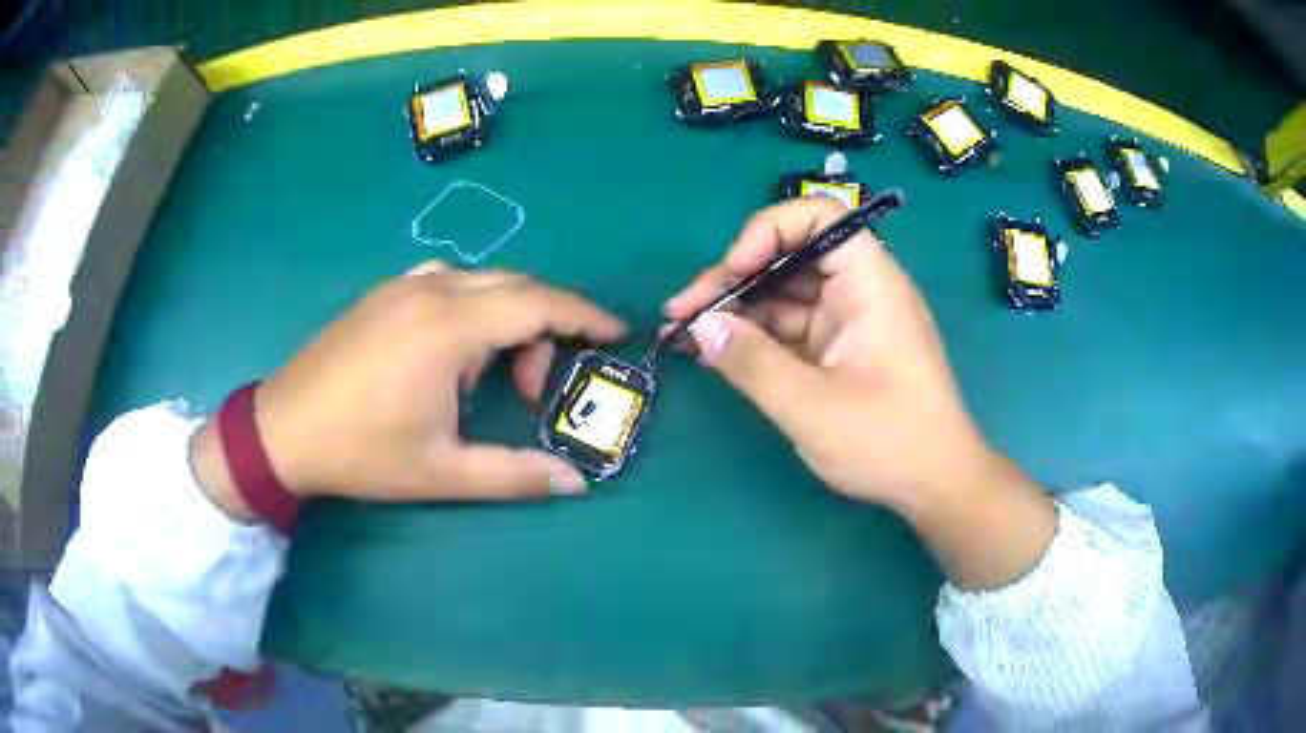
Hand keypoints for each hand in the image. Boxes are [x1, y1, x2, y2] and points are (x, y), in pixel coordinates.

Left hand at [194, 261, 625, 517]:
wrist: (283, 430)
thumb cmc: (362, 452)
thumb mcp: (443, 472)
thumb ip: (516, 475)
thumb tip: (576, 482)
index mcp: (449, 328)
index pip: (539, 303)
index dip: (585, 315)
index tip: (616, 332)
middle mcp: (431, 290)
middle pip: (516, 286)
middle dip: (546, 326)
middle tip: (538, 386)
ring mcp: (402, 285)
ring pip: (482, 281)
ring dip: (507, 317)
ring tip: (492, 374)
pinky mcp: (383, 292)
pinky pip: (448, 282)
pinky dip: (473, 307)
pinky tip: (455, 349)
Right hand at [666, 197, 1055, 588]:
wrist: (937, 486)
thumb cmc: (889, 443)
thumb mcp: (813, 408)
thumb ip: (752, 363)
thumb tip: (700, 325)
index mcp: (870, 283)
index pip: (820, 217)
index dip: (770, 230)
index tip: (734, 270)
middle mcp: (859, 291)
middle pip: (790, 256)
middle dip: (733, 278)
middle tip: (680, 313)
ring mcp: (848, 322)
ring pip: (784, 295)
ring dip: (735, 311)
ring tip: (681, 335)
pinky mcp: (839, 351)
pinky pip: (790, 329)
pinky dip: (753, 338)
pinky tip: (713, 352)